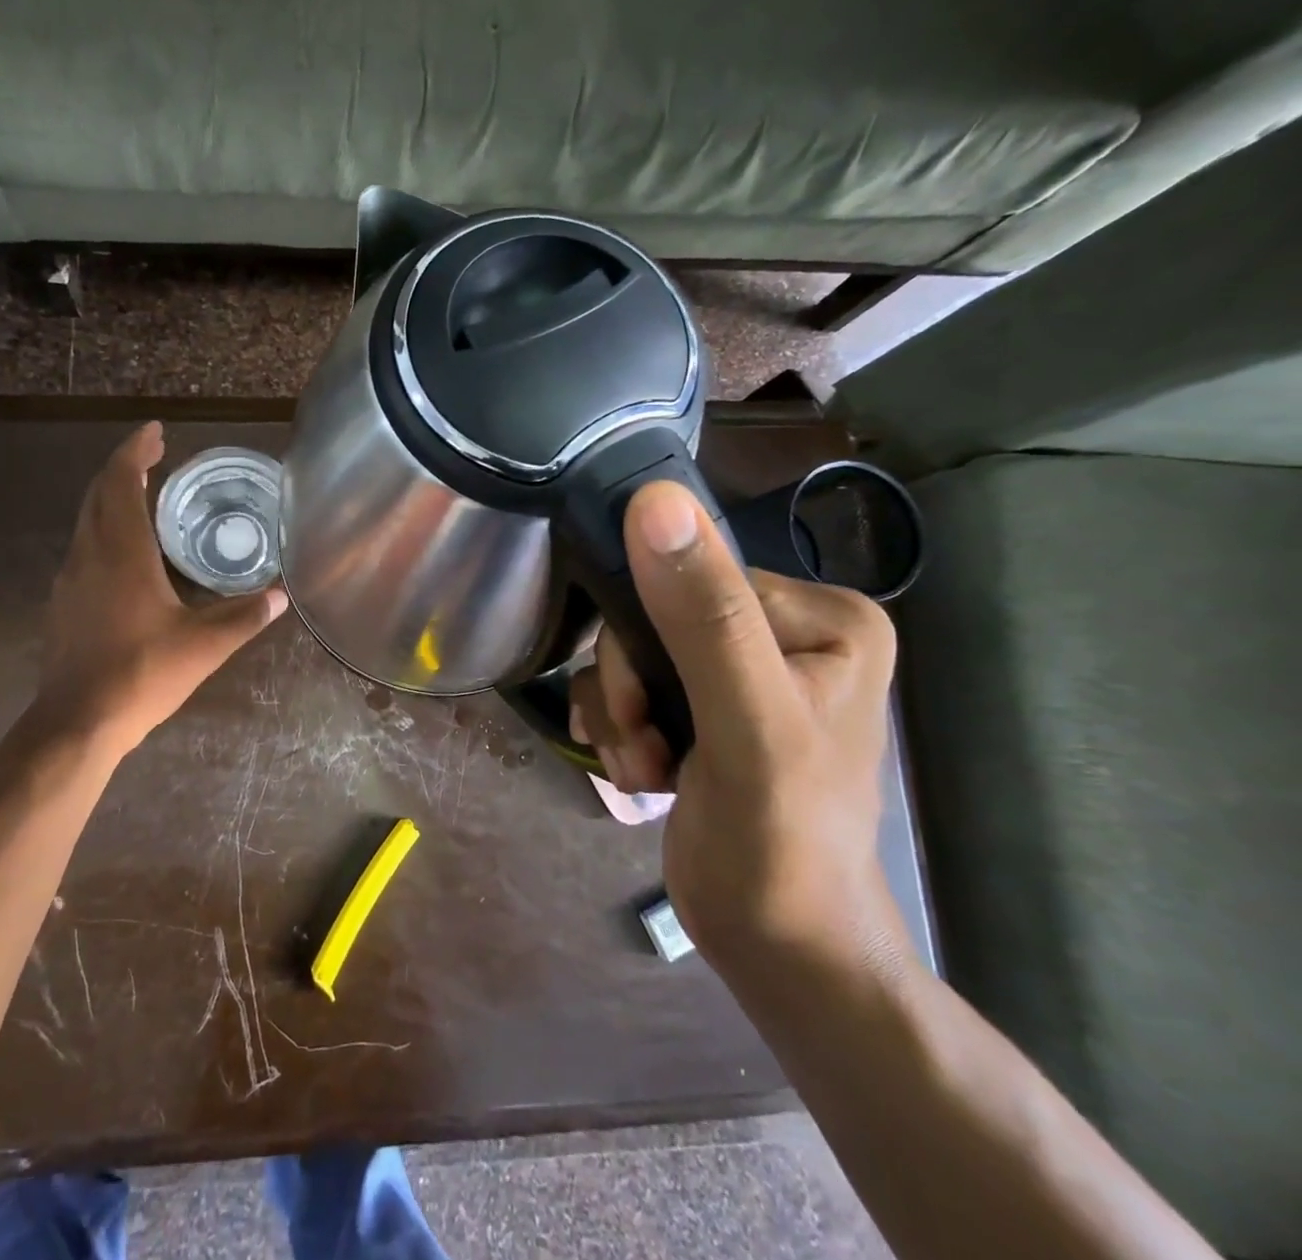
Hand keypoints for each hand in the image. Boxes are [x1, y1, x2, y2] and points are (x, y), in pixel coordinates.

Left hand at [37, 423, 285, 751]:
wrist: (77, 722)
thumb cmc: (141, 674)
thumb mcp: (203, 645)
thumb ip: (244, 616)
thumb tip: (281, 596)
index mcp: (121, 553)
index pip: (120, 481)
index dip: (135, 450)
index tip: (155, 431)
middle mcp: (89, 555)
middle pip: (98, 493)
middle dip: (124, 467)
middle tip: (155, 456)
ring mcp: (70, 579)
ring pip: (87, 520)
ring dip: (112, 497)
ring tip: (146, 496)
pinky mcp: (64, 603)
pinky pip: (84, 547)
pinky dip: (105, 529)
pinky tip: (129, 553)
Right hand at [568, 480, 905, 978]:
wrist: (778, 946)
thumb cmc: (780, 840)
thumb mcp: (747, 723)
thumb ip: (704, 614)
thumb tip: (654, 499)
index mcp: (823, 615)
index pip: (693, 579)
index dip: (647, 638)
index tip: (644, 708)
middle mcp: (785, 629)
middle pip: (655, 615)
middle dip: (631, 686)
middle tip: (644, 743)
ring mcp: (742, 668)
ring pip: (633, 651)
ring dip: (621, 712)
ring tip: (646, 766)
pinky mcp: (707, 702)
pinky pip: (632, 683)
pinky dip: (622, 727)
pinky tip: (642, 769)